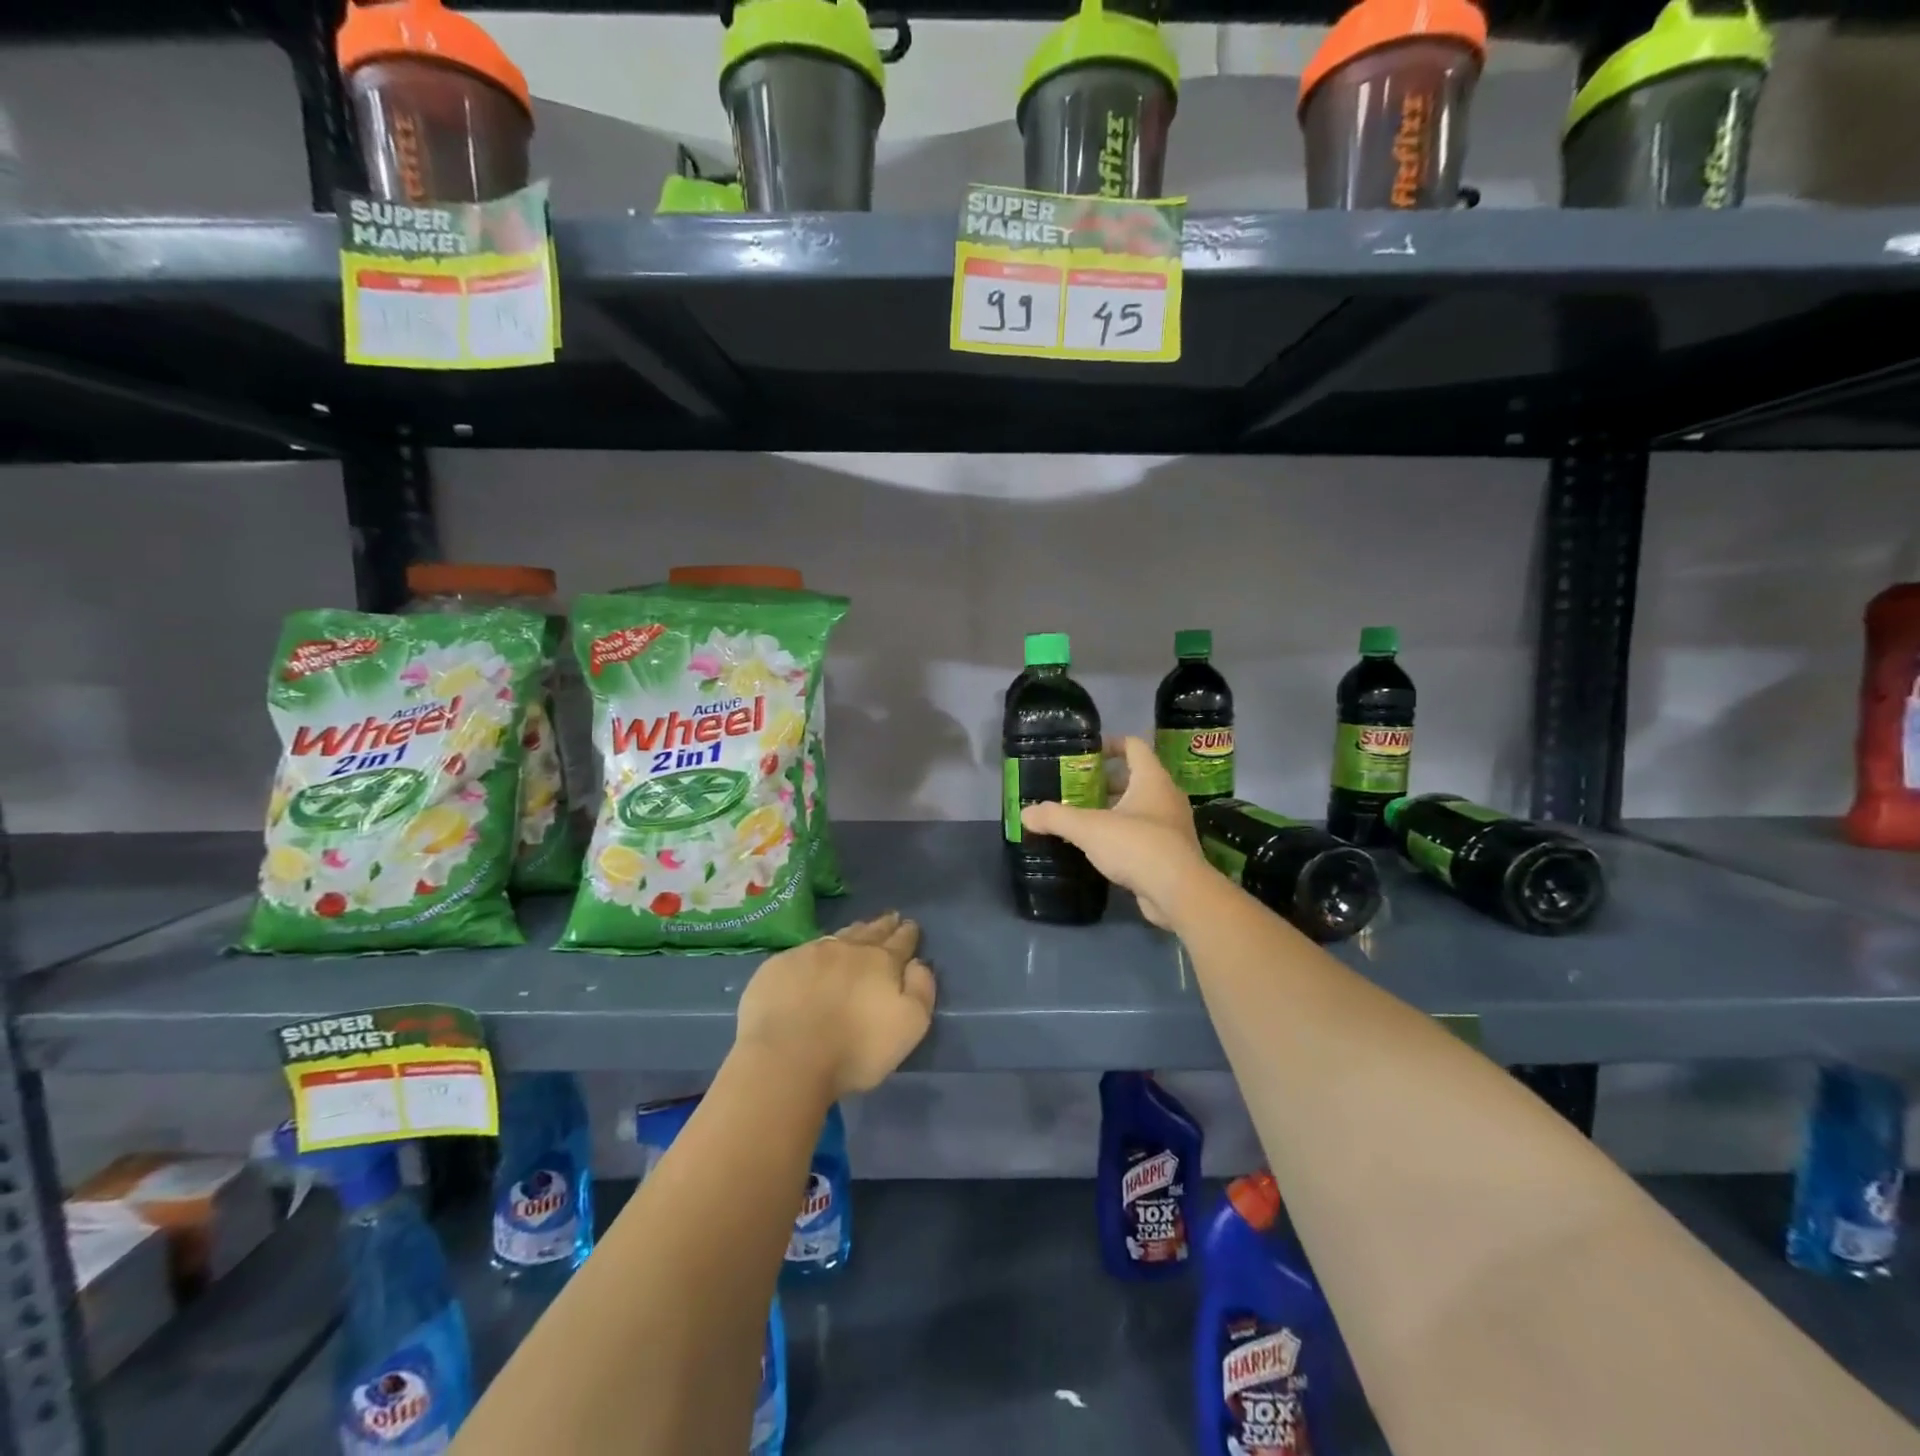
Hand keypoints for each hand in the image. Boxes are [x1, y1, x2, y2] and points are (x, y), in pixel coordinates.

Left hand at [734, 913, 936, 1097]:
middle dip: (883, 925)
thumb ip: (921, 990)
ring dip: (852, 933)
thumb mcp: (910, 1026)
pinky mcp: (778, 966)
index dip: (908, 933)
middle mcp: (847, 949)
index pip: (900, 941)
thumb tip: (918, 964)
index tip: (911, 924)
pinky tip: (815, 957)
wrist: (787, 1058)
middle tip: (890, 917)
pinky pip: (804, 951)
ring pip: (838, 936)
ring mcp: (810, 954)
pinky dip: (816, 952)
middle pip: (870, 932)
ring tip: (859, 930)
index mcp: (881, 961)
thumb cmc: (856, 1049)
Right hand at [1020, 736, 1210, 927]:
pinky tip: (1100, 848)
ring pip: (1139, 808)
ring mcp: (1171, 826)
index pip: (1133, 746)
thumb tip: (1025, 813)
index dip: (1109, 744)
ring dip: (1113, 810)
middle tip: (1075, 790)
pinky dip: (1122, 835)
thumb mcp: (1089, 829)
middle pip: (1134, 778)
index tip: (1084, 754)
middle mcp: (1166, 797)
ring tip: (1082, 819)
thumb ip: (1056, 818)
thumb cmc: (1136, 846)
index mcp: (1152, 779)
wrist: (1178, 893)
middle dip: (1104, 783)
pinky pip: (1143, 833)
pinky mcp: (1170, 852)